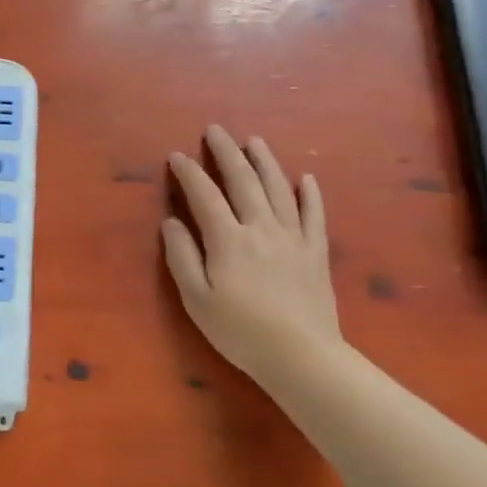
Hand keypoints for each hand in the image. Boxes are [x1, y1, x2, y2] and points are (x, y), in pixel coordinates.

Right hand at [162, 125, 342, 380]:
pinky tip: (306, 179)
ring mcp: (292, 237)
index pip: (204, 195)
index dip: (189, 172)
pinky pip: (314, 215)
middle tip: (215, 130)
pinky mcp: (315, 252)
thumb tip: (171, 222)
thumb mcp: (196, 299)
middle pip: (243, 181)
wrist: (301, 357)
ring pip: (278, 189)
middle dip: (226, 153)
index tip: (177, 155)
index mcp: (227, 239)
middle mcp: (260, 228)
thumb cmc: (240, 331)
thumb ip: (181, 256)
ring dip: (264, 162)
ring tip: (254, 141)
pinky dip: (310, 194)